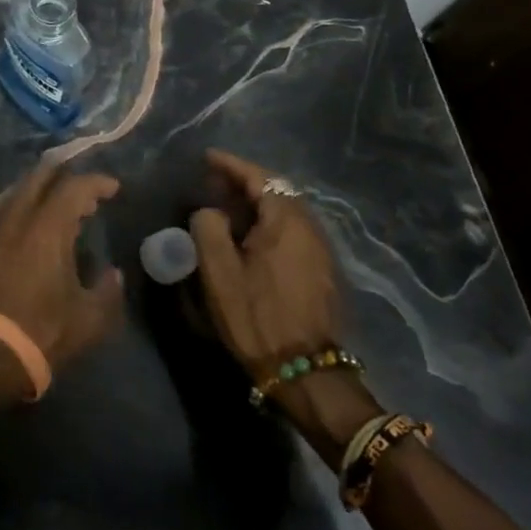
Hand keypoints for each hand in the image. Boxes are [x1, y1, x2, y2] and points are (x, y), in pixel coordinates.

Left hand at [0, 159, 125, 380]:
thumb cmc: (42, 332)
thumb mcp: (89, 320)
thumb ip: (107, 292)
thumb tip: (113, 275)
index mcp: (47, 228)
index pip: (73, 187)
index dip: (95, 182)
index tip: (113, 188)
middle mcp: (18, 219)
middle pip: (39, 178)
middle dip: (64, 176)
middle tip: (86, 192)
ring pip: (20, 194)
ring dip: (43, 193)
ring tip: (64, 210)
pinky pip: (7, 214)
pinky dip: (27, 211)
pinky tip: (36, 231)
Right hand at [189, 149, 345, 378]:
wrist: (306, 371)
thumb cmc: (257, 316)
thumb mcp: (219, 271)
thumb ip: (208, 228)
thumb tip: (210, 211)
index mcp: (285, 221)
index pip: (258, 176)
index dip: (231, 164)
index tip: (206, 157)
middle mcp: (310, 227)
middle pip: (277, 190)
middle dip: (244, 182)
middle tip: (213, 183)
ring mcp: (321, 250)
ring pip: (287, 212)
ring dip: (258, 204)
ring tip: (228, 208)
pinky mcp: (323, 271)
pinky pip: (294, 231)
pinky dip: (270, 223)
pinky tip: (252, 238)